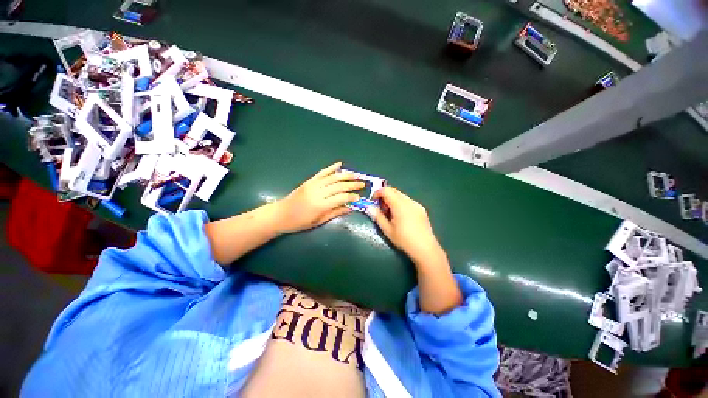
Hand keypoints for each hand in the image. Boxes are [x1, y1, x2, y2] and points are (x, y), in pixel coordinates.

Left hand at [274, 162, 363, 233]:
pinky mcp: (309, 181)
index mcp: (320, 205)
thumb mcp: (319, 221)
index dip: (352, 197)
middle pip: (339, 185)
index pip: (341, 198)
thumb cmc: (299, 222)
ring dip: (346, 175)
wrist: (280, 214)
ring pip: (333, 177)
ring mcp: (313, 184)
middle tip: (362, 184)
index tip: (359, 198)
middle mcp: (318, 192)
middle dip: (352, 184)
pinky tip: (339, 164)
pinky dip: (331, 168)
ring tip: (356, 175)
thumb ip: (335, 213)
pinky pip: (322, 172)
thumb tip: (350, 208)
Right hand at [368, 187, 443, 263]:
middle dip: (384, 197)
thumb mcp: (387, 230)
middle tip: (381, 210)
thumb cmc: (404, 240)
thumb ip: (377, 216)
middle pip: (393, 191)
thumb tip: (369, 207)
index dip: (377, 193)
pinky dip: (400, 204)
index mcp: (400, 205)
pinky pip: (407, 201)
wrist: (425, 249)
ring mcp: (416, 204)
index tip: (373, 202)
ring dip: (392, 200)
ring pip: (400, 195)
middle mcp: (409, 201)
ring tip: (390, 215)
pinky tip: (401, 217)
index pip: (386, 190)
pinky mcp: (421, 209)